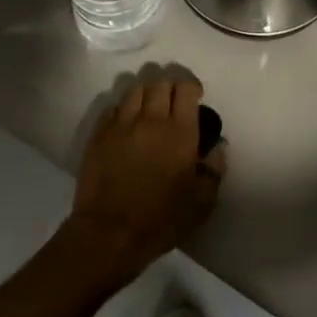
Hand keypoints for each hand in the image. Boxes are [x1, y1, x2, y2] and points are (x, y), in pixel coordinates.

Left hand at [68, 74, 226, 280]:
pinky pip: (112, 107)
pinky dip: (123, 108)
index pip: (186, 89)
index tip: (195, 97)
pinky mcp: (99, 134)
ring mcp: (121, 124)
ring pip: (134, 89)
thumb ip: (214, 169)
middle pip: (159, 82)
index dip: (192, 87)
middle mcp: (150, 119)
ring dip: (146, 93)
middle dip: (169, 86)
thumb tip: (218, 146)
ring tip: (149, 107)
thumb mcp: (201, 203)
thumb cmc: (160, 220)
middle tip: (173, 101)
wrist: (109, 234)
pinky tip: (126, 122)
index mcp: (179, 132)